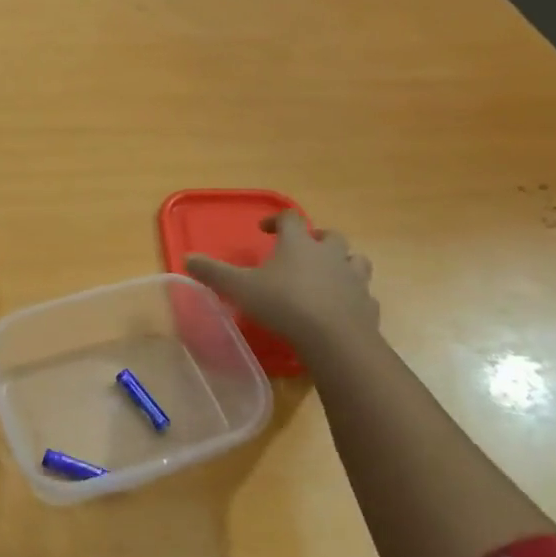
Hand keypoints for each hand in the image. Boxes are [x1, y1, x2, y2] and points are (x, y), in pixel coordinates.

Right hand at [185, 210, 379, 350]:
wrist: (334, 338)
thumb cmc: (284, 304)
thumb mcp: (240, 288)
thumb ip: (214, 273)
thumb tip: (187, 259)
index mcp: (299, 244)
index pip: (290, 218)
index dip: (277, 220)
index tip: (265, 229)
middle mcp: (330, 254)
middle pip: (330, 236)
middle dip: (317, 239)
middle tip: (302, 251)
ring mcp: (354, 279)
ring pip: (355, 260)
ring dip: (343, 263)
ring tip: (329, 275)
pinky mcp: (368, 305)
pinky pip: (364, 295)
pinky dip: (354, 297)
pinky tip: (343, 308)